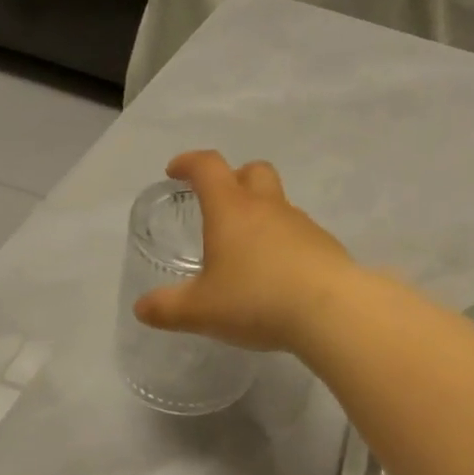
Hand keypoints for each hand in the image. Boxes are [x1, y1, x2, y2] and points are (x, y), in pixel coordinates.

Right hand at [132, 150, 353, 350]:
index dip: (188, 163)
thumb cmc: (256, 300)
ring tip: (249, 252)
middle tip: (220, 204)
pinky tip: (280, 276)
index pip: (207, 167)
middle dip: (234, 178)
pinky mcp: (326, 246)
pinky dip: (285, 244)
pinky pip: (300, 234)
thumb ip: (167, 309)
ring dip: (262, 215)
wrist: (331, 311)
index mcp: (231, 210)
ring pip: (279, 204)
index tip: (176, 171)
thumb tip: (142, 308)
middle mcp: (268, 208)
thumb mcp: (201, 311)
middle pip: (253, 171)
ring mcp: (302, 224)